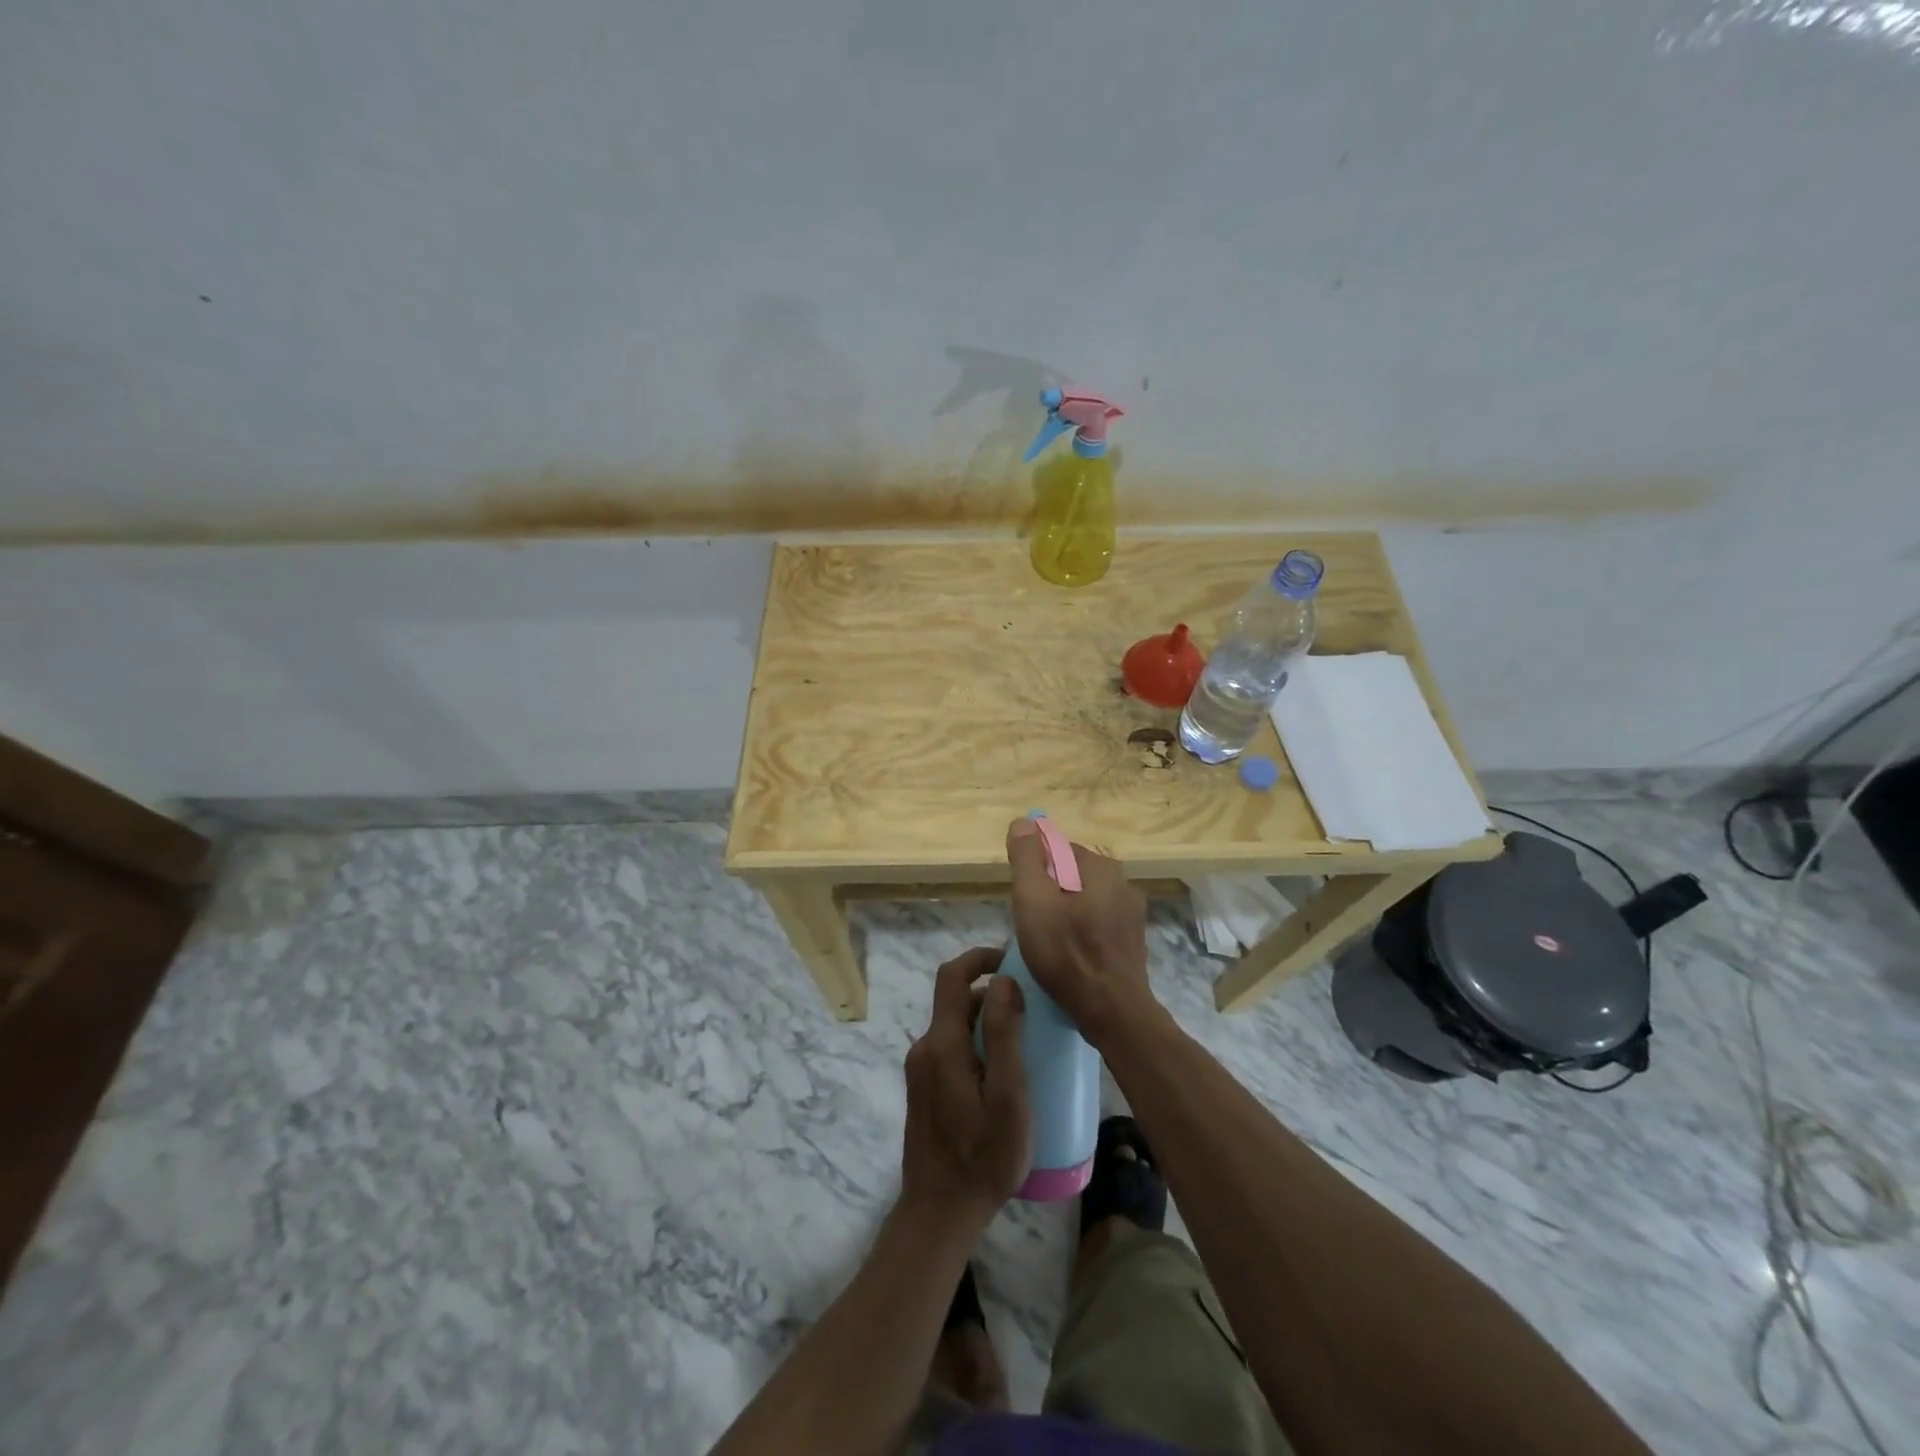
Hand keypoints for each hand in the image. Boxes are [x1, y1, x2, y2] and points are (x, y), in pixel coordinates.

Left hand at [900, 947, 1032, 1236]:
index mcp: (942, 1044)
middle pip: (956, 1002)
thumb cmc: (982, 1157)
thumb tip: (1003, 979)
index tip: (1012, 959)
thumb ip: (1004, 1035)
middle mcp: (925, 1049)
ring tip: (1028, 1043)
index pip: (951, 976)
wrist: (939, 1214)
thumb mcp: (1007, 1097)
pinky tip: (1005, 1075)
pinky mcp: (925, 1091)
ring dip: (987, 1023)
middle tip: (1034, 1009)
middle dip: (993, 995)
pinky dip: (978, 1046)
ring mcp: (922, 1071)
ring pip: (956, 1028)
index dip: (979, 957)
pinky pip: (952, 1051)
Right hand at [1006, 817, 1156, 1044]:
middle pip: (1071, 874)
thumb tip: (1023, 821)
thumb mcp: (1032, 900)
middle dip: (1049, 892)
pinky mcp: (1133, 939)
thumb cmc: (1065, 952)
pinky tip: (1070, 954)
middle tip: (1032, 923)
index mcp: (1100, 866)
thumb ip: (1027, 858)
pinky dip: (1082, 930)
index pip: (1057, 849)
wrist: (1111, 1010)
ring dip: (1065, 912)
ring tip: (1049, 942)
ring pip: (1085, 899)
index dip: (1035, 871)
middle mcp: (1123, 881)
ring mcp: (1132, 912)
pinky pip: (1098, 922)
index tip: (1024, 900)